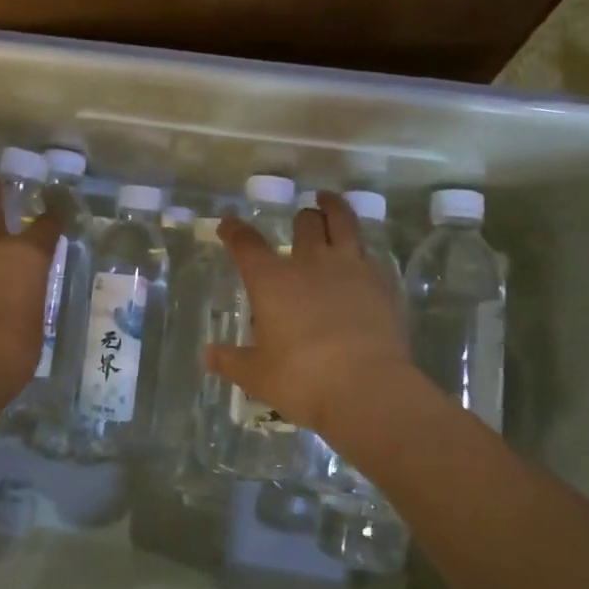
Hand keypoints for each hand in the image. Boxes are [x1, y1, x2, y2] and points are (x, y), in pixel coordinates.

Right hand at [206, 191, 413, 436]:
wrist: (367, 387)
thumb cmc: (302, 379)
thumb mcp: (257, 375)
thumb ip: (231, 361)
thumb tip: (208, 355)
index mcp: (271, 280)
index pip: (246, 244)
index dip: (234, 231)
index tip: (228, 224)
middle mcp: (309, 263)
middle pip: (305, 223)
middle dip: (301, 217)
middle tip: (301, 217)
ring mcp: (349, 268)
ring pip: (343, 223)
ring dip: (334, 209)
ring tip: (330, 201)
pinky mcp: (380, 283)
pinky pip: (368, 253)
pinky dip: (360, 248)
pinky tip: (361, 255)